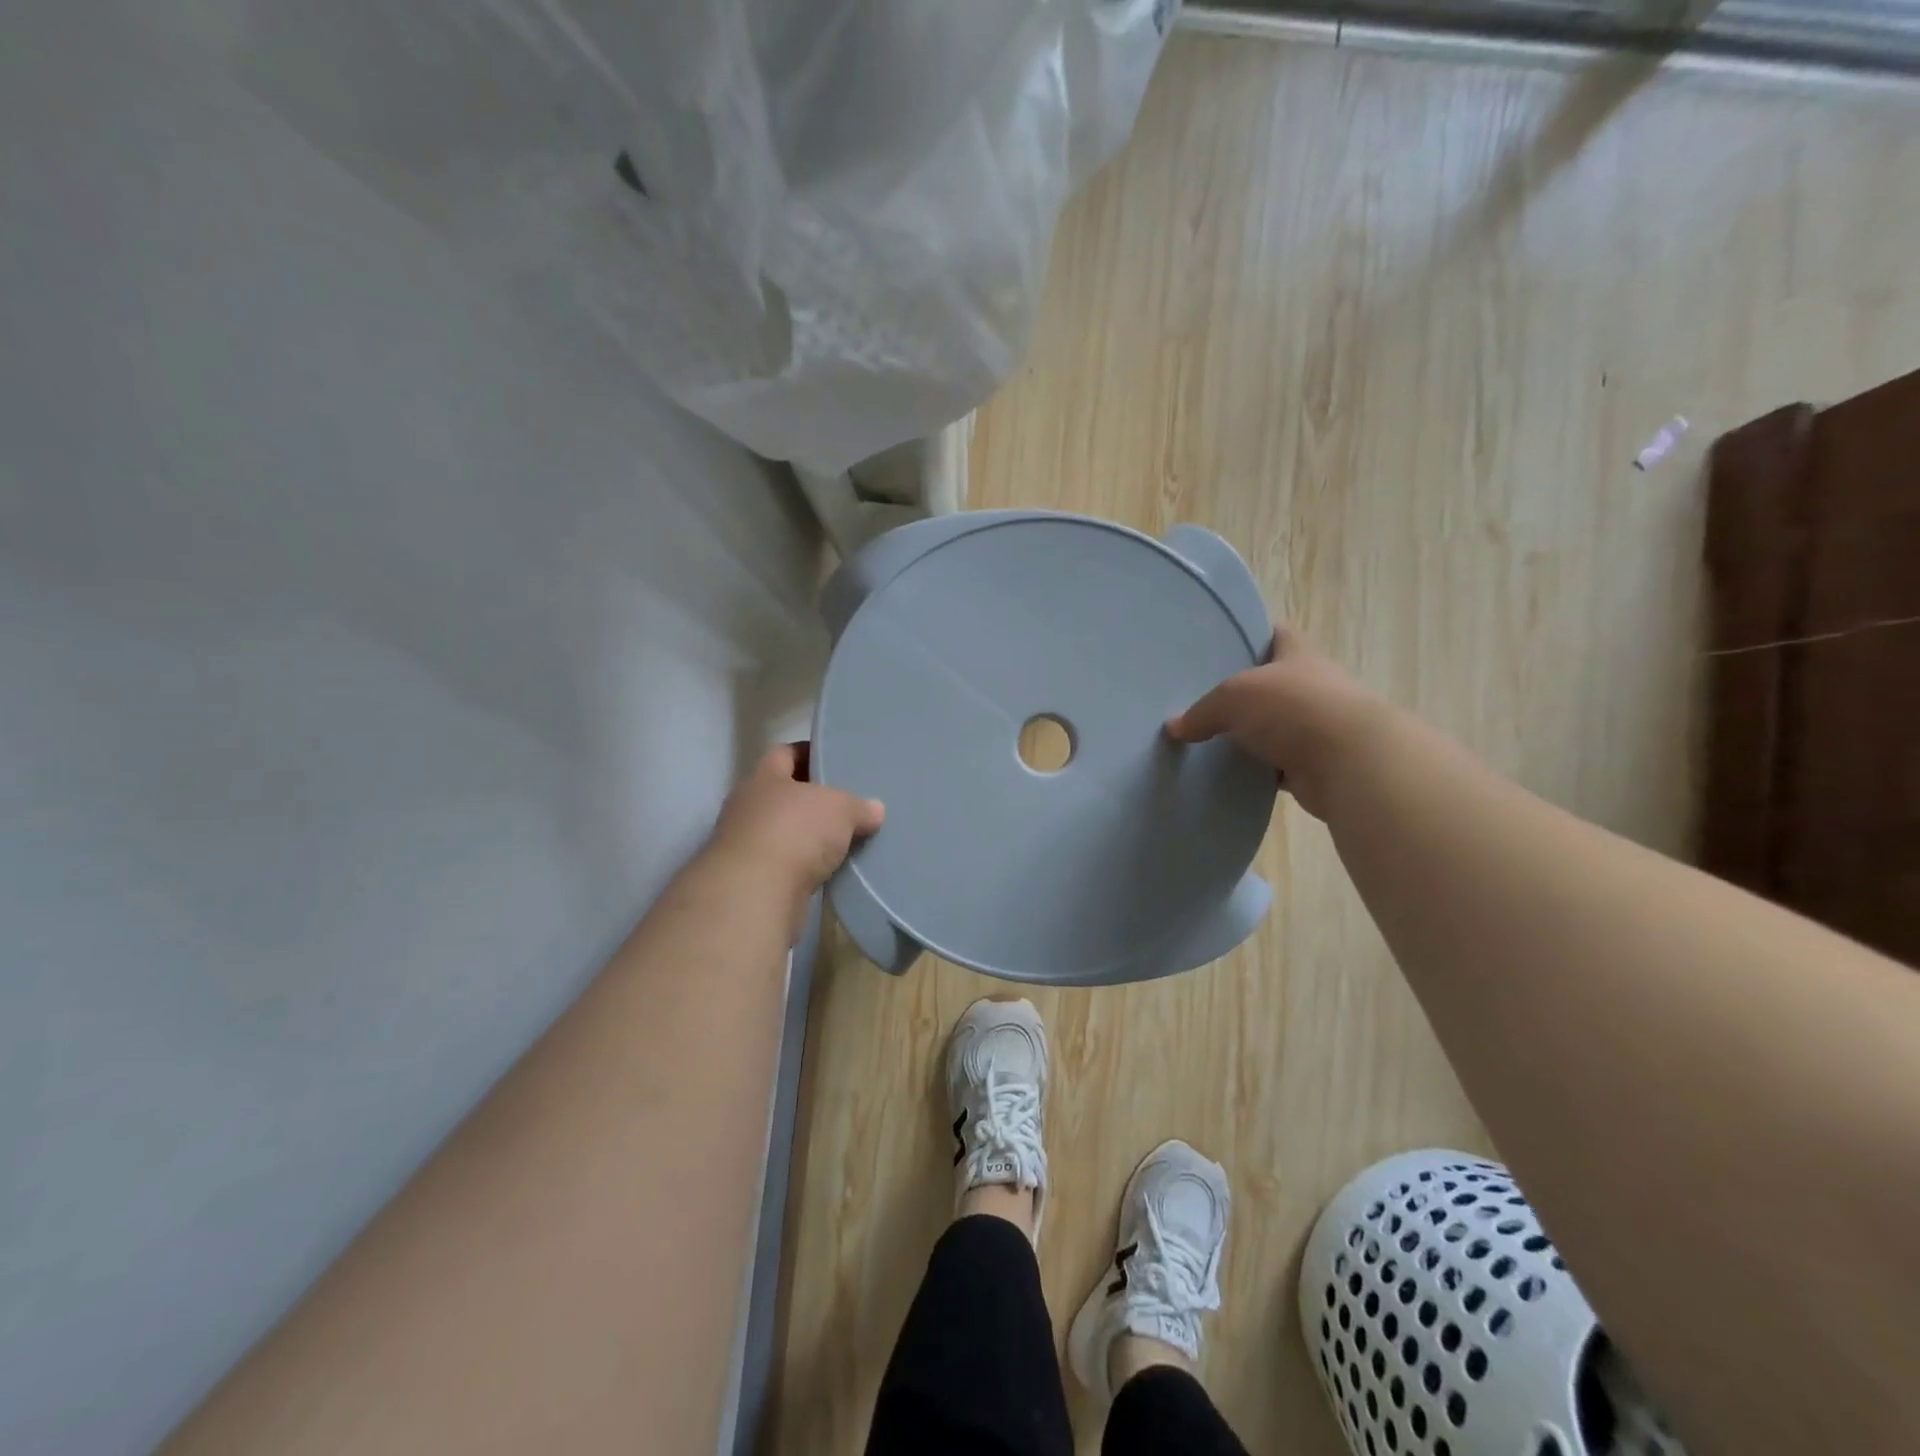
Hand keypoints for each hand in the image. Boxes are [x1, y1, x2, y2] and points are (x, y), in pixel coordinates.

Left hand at [704, 744, 884, 904]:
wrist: (755, 893)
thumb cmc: (795, 832)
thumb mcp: (840, 809)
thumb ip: (858, 806)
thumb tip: (875, 809)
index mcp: (764, 777)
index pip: (784, 753)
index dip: (809, 753)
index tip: (834, 759)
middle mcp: (747, 806)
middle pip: (783, 794)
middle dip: (812, 799)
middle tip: (846, 802)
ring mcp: (744, 844)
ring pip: (783, 831)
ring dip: (807, 836)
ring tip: (841, 839)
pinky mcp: (750, 879)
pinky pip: (783, 864)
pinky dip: (802, 866)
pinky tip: (827, 870)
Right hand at [1166, 628, 1394, 820]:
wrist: (1350, 763)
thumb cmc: (1293, 709)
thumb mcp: (1234, 697)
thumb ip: (1202, 711)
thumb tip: (1174, 727)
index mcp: (1299, 656)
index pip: (1278, 634)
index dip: (1256, 634)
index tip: (1227, 643)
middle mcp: (1313, 686)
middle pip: (1276, 683)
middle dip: (1248, 691)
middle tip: (1207, 699)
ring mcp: (1318, 727)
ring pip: (1277, 726)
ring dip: (1254, 733)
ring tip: (1213, 739)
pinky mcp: (1316, 765)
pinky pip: (1279, 764)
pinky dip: (1260, 769)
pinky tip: (1232, 773)